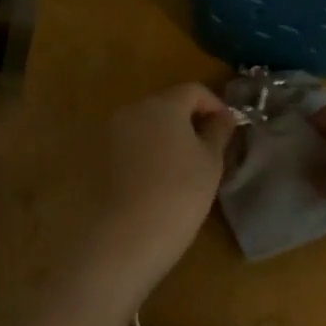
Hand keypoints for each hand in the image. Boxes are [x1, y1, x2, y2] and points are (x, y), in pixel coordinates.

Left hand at [80, 83, 236, 298]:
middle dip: (188, 120)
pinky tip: (156, 178)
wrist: (127, 235)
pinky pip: (130, 144)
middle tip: (207, 148)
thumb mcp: (210, 162)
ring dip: (166, 136)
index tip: (227, 127)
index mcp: (163, 104)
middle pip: (166, 104)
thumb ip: (218, 131)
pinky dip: (146, 152)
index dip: (214, 104)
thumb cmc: (180, 194)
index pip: (193, 90)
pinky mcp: (98, 156)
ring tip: (182, 167)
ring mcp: (111, 132)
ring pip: (146, 124)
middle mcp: (132, 110)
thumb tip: (223, 116)